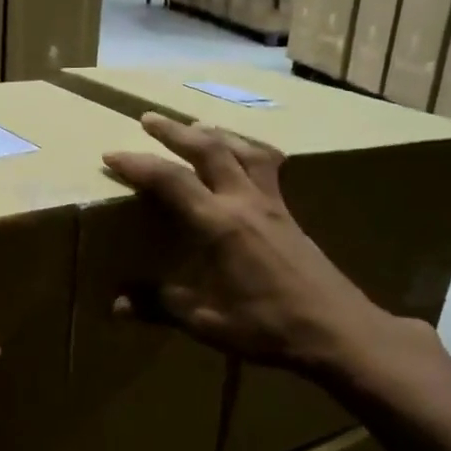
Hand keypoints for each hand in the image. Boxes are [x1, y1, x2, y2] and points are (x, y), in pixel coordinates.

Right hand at [103, 112, 389, 374]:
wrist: (339, 331)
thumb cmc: (270, 328)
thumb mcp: (207, 323)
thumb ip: (161, 306)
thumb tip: (117, 304)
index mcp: (220, 226)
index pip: (171, 180)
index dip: (138, 164)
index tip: (111, 154)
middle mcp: (246, 203)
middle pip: (209, 148)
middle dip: (175, 131)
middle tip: (149, 118)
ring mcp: (273, 203)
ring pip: (243, 149)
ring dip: (214, 132)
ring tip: (194, 126)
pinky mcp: (289, 212)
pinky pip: (267, 164)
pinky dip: (248, 149)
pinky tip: (245, 157)